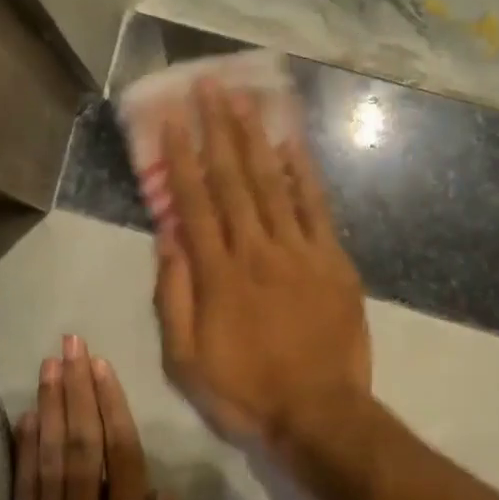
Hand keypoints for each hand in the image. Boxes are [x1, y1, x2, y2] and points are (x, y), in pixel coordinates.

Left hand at [4, 338, 200, 499]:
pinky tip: (26, 418)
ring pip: (48, 460)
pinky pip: (22, 492)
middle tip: (70, 345)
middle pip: (80, 445)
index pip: (120, 458)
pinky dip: (23, 451)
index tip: (102, 367)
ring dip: (49, 408)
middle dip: (76, 390)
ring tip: (50, 365)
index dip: (110, 407)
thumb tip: (168, 494)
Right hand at [154, 80, 372, 464]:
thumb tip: (166, 237)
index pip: (193, 201)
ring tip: (243, 97)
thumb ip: (173, 295)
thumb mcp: (185, 359)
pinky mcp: (332, 261)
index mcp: (216, 274)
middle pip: (233, 179)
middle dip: (218, 129)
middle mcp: (255, 250)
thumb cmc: (245, 391)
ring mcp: (298, 252)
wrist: (319, 414)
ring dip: (256, 137)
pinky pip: (316, 208)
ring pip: (273, 183)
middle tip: (208, 85)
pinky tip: (292, 143)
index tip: (171, 117)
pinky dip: (304, 173)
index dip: (181, 155)